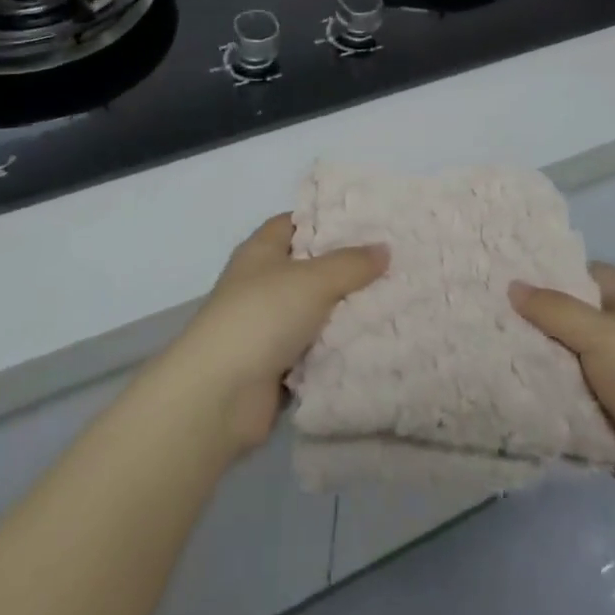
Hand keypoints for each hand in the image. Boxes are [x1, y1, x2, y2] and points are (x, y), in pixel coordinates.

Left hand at [162, 215, 387, 455]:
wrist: (220, 395)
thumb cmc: (262, 316)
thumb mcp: (313, 279)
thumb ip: (351, 263)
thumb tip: (385, 248)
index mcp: (261, 251)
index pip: (296, 222)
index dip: (327, 220)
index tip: (368, 223)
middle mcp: (262, 283)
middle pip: (310, 268)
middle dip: (347, 269)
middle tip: (393, 264)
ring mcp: (267, 327)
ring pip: (315, 312)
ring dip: (345, 313)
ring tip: (395, 302)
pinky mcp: (275, 366)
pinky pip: (315, 350)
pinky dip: (337, 350)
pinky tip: (375, 344)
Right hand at [510, 265, 614, 544]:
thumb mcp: (603, 336)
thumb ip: (555, 310)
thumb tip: (512, 286)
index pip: (585, 274)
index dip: (550, 271)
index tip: (507, 272)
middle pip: (570, 319)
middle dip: (534, 320)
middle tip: (486, 312)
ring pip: (566, 363)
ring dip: (537, 364)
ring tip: (485, 349)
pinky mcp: (608, 423)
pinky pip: (568, 403)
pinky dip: (546, 401)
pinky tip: (507, 392)